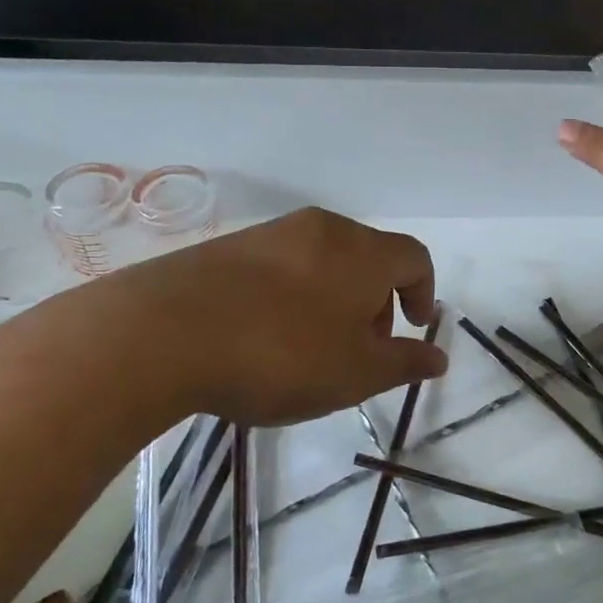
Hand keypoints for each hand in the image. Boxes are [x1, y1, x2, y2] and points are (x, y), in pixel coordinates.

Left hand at [57, 207, 446, 427]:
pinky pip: (281, 265)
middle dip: (378, 300)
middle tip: (361, 347)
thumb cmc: (281, 354)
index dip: (423, 292)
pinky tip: (265, 336)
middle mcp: (323, 230)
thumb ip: (404, 363)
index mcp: (363, 252)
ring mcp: (272, 233)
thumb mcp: (356, 373)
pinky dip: (293, 294)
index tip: (412, 329)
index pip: (415, 257)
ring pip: (324, 260)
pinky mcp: (229, 247)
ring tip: (311, 347)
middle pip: (369, 256)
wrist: (163, 332)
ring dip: (334, 298)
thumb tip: (439, 357)